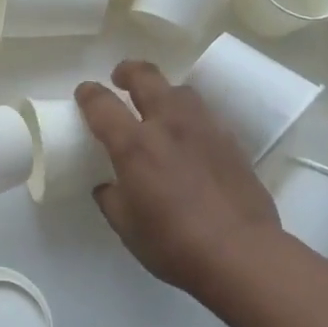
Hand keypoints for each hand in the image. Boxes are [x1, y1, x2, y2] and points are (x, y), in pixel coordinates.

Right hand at [75, 61, 284, 294]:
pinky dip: (190, 117)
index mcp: (134, 145)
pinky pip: (205, 115)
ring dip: (163, 91)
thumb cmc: (174, 244)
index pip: (101, 103)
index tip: (84, 94)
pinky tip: (190, 136)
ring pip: (180, 90)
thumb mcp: (127, 228)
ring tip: (158, 106)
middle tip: (120, 79)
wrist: (243, 254)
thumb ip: (111, 199)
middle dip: (127, 71)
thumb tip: (108, 186)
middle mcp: (167, 124)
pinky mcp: (231, 141)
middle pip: (145, 77)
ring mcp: (204, 128)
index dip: (88, 94)